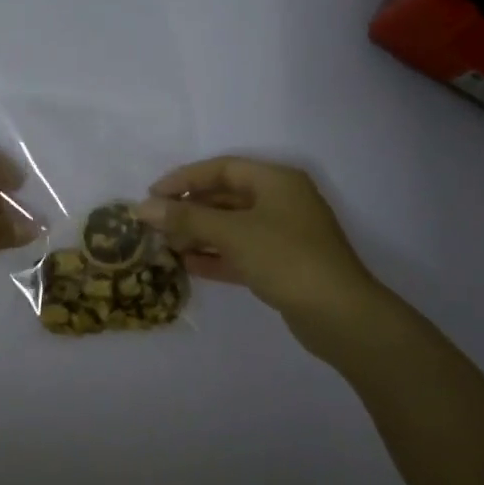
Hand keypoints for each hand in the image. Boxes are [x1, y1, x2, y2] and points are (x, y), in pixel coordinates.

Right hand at [138, 157, 414, 364]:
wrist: (340, 316)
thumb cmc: (286, 259)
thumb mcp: (232, 233)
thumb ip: (186, 218)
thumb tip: (143, 208)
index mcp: (276, 181)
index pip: (221, 169)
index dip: (184, 179)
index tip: (152, 195)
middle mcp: (281, 201)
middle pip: (225, 197)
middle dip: (189, 209)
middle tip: (155, 224)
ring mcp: (283, 234)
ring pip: (231, 226)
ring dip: (198, 234)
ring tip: (165, 245)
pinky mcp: (282, 265)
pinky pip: (240, 252)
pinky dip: (215, 256)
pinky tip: (187, 266)